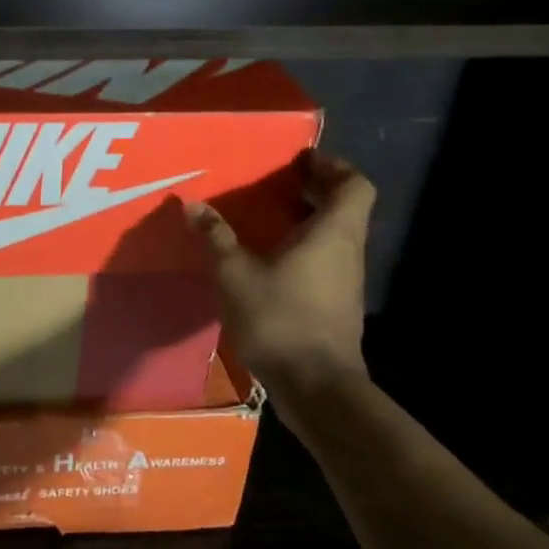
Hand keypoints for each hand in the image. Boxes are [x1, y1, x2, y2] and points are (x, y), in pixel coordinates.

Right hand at [187, 150, 374, 397]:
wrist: (316, 386)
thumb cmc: (279, 318)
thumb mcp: (234, 274)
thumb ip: (216, 237)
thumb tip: (193, 205)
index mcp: (333, 233)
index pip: (355, 184)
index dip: (333, 166)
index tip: (301, 162)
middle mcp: (348, 251)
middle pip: (346, 208)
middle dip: (315, 191)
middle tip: (276, 185)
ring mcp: (347, 281)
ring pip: (336, 236)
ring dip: (308, 221)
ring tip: (267, 219)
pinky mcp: (338, 306)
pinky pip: (327, 261)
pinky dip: (305, 250)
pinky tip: (270, 262)